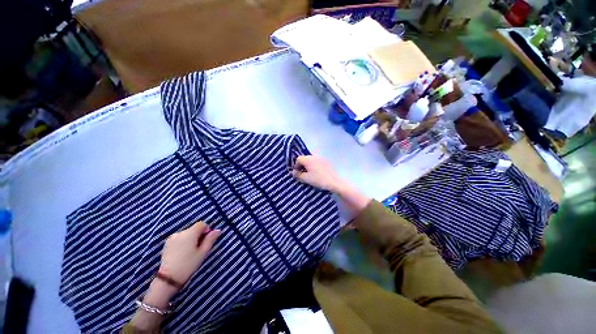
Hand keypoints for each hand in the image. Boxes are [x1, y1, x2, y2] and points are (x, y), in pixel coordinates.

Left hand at [159, 222, 220, 286]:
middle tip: (198, 252)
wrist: (171, 275)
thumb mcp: (202, 254)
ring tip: (189, 256)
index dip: (206, 231)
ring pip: (185, 235)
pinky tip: (181, 256)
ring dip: (189, 241)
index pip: (201, 224)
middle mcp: (180, 232)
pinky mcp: (167, 242)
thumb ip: (209, 241)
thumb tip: (218, 230)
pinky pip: (178, 239)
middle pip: (192, 230)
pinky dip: (182, 244)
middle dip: (197, 238)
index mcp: (190, 233)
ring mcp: (172, 237)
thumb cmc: (189, 265)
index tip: (206, 243)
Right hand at [291, 156, 345, 191]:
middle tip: (302, 174)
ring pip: (311, 160)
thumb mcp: (306, 179)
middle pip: (305, 158)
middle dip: (302, 165)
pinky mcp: (327, 162)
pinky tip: (317, 174)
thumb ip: (298, 174)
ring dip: (309, 166)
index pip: (298, 159)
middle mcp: (314, 156)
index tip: (297, 173)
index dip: (296, 166)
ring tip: (309, 174)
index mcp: (308, 159)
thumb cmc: (318, 180)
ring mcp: (321, 158)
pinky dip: (315, 166)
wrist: (334, 182)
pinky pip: (317, 162)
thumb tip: (293, 172)